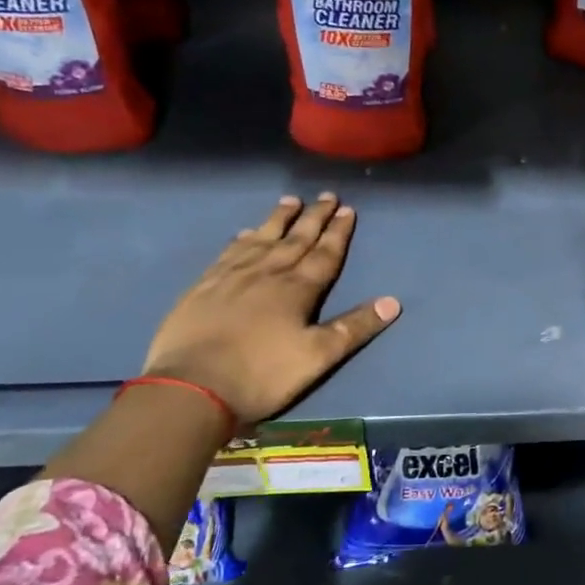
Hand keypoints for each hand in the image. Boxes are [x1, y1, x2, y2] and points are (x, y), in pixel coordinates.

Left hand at [142, 193, 399, 424]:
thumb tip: (393, 302)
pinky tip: (245, 233)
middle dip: (314, 217)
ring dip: (279, 220)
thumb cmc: (262, 375)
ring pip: (261, 239)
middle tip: (326, 195)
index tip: (348, 210)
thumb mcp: (318, 357)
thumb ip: (354, 327)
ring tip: (290, 201)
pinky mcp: (203, 287)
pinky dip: (241, 240)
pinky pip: (228, 254)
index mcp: (298, 290)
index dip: (338, 232)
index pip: (324, 254)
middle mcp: (267, 273)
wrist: (191, 388)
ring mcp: (232, 277)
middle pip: (295, 239)